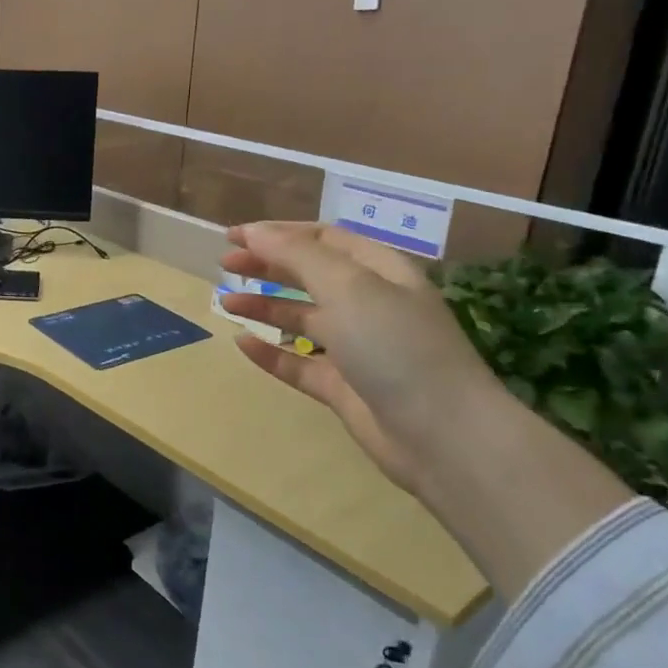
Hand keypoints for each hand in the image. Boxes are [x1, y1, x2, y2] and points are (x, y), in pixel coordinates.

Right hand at [218, 222, 503, 494]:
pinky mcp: (344, 387)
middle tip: (225, 267)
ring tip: (226, 303)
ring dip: (264, 307)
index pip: (323, 239)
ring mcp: (357, 348)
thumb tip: (253, 232)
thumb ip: (296, 255)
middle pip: (309, 275)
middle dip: (267, 266)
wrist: (442, 435)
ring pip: (302, 319)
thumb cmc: (396, 345)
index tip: (234, 238)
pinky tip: (242, 345)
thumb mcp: (347, 286)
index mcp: (379, 272)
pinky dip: (271, 353)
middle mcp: (369, 304)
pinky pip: (299, 364)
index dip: (278, 234)